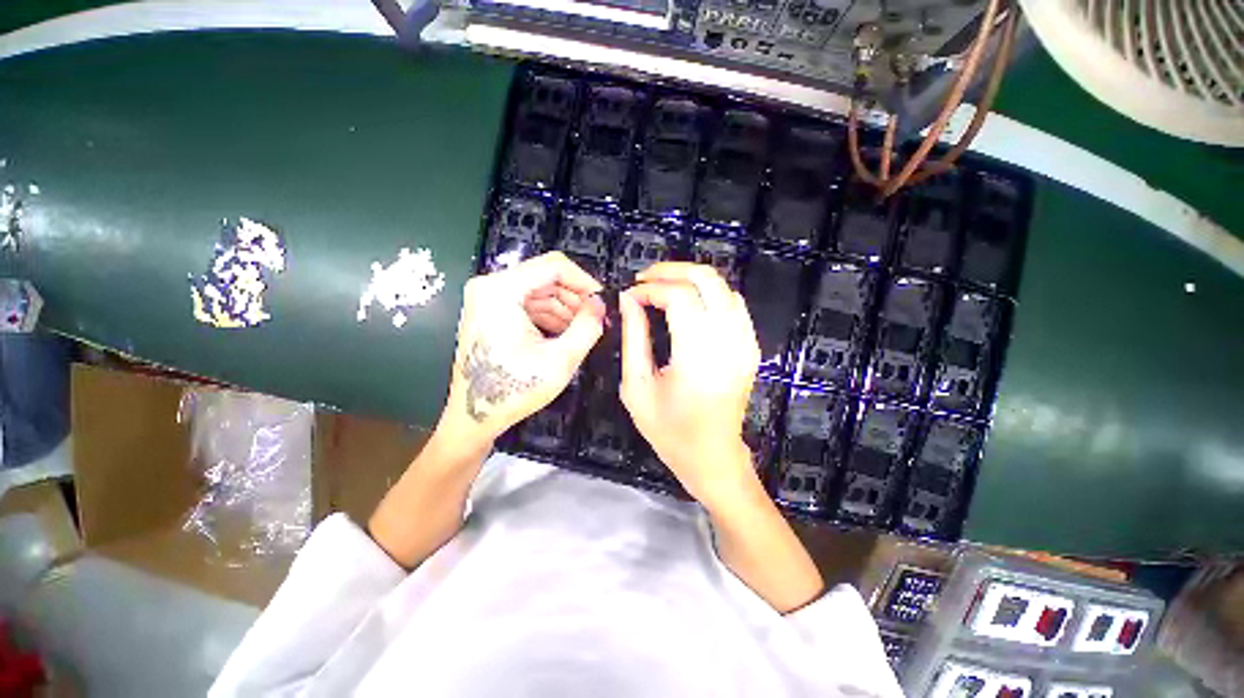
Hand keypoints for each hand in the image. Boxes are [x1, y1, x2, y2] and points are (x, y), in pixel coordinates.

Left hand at [442, 252, 604, 447]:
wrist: (475, 417)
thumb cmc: (515, 390)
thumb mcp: (561, 359)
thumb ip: (587, 327)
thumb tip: (601, 303)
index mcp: (501, 290)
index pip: (554, 266)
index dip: (585, 281)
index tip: (603, 302)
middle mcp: (491, 286)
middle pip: (546, 278)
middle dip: (576, 299)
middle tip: (596, 321)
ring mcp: (489, 299)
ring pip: (540, 291)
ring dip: (565, 310)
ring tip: (583, 332)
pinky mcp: (492, 312)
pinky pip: (529, 304)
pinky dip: (550, 317)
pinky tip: (565, 335)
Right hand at [619, 262, 761, 505]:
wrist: (712, 456)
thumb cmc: (669, 429)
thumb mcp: (637, 385)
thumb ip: (633, 337)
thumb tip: (629, 300)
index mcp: (699, 355)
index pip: (679, 296)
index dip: (651, 288)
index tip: (630, 296)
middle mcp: (729, 341)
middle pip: (707, 279)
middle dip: (672, 271)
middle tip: (645, 279)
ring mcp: (746, 342)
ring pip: (723, 286)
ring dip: (691, 279)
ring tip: (662, 288)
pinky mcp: (751, 346)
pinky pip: (733, 303)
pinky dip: (709, 294)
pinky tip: (689, 304)